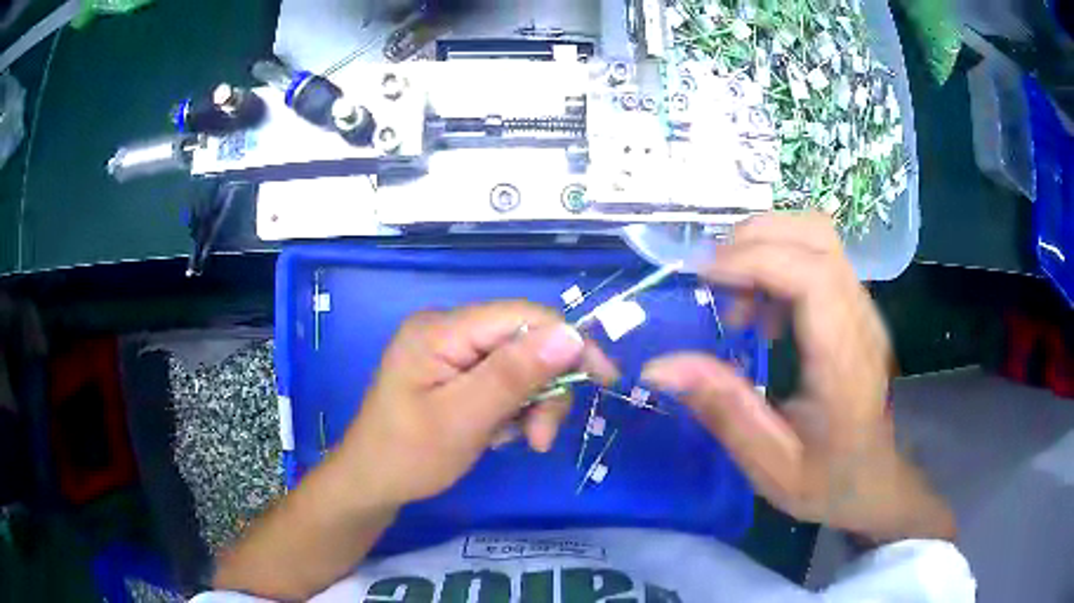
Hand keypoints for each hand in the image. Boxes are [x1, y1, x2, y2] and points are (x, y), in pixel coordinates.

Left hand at [337, 301, 616, 505]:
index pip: (522, 316)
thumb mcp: (464, 419)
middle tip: (540, 437)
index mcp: (441, 330)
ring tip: (522, 441)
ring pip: (519, 364)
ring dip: (531, 404)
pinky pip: (503, 379)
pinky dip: (514, 408)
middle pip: (523, 341)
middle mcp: (447, 329)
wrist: (372, 482)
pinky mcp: (456, 371)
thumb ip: (514, 375)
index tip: (604, 379)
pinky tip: (501, 433)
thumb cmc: (409, 456)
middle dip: (544, 388)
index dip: (569, 342)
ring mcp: (451, 350)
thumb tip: (571, 334)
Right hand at [642, 212, 954, 542]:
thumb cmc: (828, 481)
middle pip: (817, 235)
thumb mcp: (770, 464)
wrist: (876, 482)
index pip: (812, 275)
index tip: (701, 276)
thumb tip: (659, 366)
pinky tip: (762, 315)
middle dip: (755, 239)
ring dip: (765, 248)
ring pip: (817, 237)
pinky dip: (778, 265)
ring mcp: (862, 308)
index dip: (754, 259)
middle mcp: (860, 319)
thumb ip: (722, 410)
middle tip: (712, 280)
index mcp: (843, 361)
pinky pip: (818, 259)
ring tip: (735, 301)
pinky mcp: (855, 308)